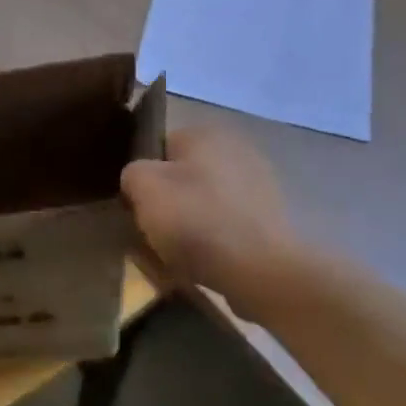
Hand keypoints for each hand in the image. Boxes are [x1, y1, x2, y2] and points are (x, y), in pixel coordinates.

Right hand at [121, 126, 313, 306]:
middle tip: (154, 231)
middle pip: (183, 175)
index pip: (159, 148)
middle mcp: (236, 149)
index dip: (143, 178)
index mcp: (205, 133)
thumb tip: (139, 181)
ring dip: (191, 223)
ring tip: (178, 253)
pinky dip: (215, 240)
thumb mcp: (145, 187)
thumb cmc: (198, 220)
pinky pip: (228, 226)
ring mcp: (259, 185)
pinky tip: (206, 262)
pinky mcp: (272, 220)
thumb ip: (132, 173)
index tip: (137, 206)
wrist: (263, 271)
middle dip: (169, 200)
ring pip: (205, 202)